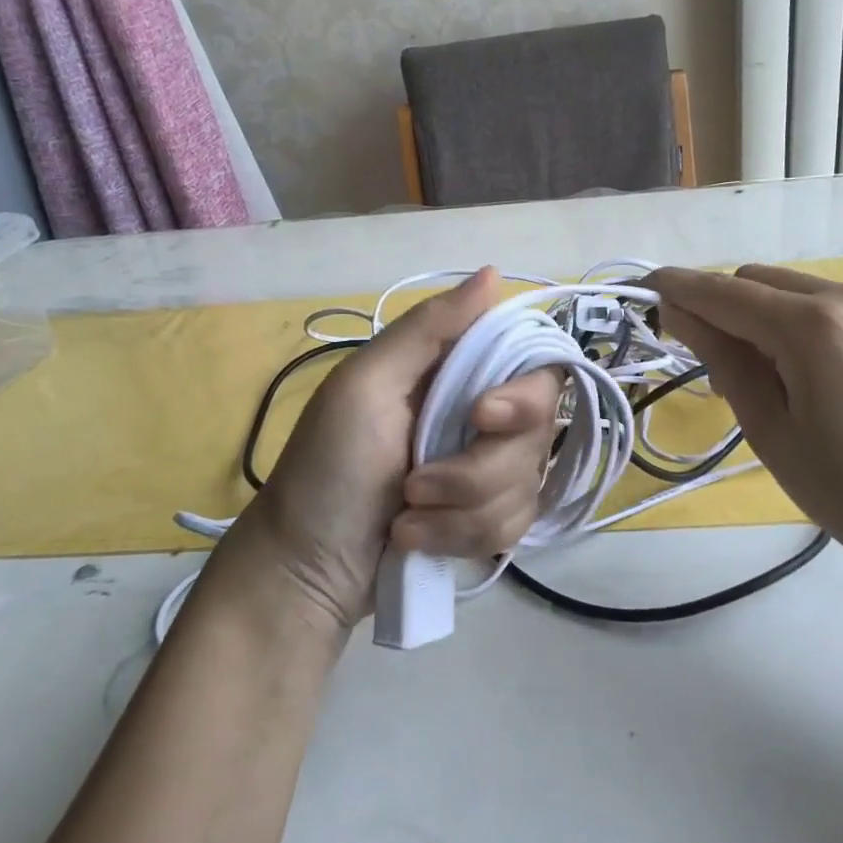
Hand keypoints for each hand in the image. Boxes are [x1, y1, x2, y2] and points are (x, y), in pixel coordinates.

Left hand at [219, 268, 559, 632]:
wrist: (305, 570)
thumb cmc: (327, 467)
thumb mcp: (366, 385)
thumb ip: (430, 327)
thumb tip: (493, 272)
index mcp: (454, 373)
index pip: (534, 365)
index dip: (524, 396)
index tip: (483, 416)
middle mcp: (481, 416)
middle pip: (537, 433)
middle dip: (477, 470)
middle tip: (415, 483)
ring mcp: (487, 472)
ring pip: (526, 485)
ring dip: (460, 510)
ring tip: (405, 516)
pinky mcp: (485, 522)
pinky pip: (513, 527)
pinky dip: (461, 538)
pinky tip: (416, 540)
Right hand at [647, 264, 842, 603]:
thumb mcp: (768, 427)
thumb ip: (720, 358)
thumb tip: (677, 311)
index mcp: (812, 325)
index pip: (724, 291)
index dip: (678, 287)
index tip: (642, 289)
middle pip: (757, 279)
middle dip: (720, 305)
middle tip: (708, 362)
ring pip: (792, 289)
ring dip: (759, 315)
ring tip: (762, 378)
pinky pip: (827, 305)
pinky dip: (797, 323)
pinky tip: (805, 375)